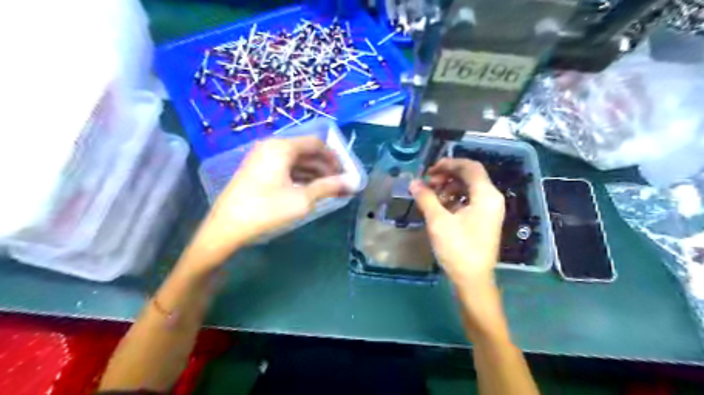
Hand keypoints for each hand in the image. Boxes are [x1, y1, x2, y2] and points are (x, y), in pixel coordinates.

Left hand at [188, 136, 349, 268]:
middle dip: (325, 167)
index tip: (345, 172)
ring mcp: (262, 158)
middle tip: (338, 183)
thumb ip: (329, 187)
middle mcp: (271, 146)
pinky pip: (284, 168)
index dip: (334, 157)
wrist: (226, 226)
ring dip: (313, 173)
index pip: (316, 143)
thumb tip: (352, 183)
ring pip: (295, 161)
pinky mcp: (257, 170)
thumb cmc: (267, 209)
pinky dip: (299, 177)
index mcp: (282, 147)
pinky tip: (309, 190)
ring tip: (327, 190)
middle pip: (306, 151)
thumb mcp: (302, 199)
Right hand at [411, 159, 503, 285]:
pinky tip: (439, 206)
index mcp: (486, 195)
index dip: (449, 163)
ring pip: (468, 188)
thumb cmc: (458, 249)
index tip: (429, 169)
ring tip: (430, 195)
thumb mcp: (438, 221)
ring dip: (448, 187)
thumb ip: (426, 198)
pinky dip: (453, 198)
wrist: (473, 280)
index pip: (470, 167)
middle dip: (447, 176)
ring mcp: (489, 210)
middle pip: (469, 176)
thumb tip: (413, 182)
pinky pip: (469, 200)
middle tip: (427, 183)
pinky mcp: (484, 220)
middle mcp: (491, 199)